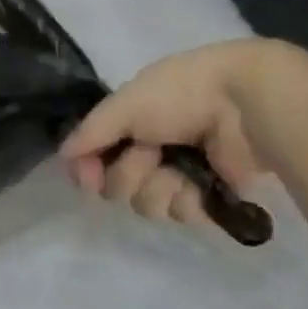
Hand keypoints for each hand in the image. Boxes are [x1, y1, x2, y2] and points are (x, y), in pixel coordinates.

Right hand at [60, 40, 284, 225]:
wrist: (244, 106)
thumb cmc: (181, 95)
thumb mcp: (127, 104)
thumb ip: (92, 131)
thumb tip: (63, 154)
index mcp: (133, 118)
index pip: (96, 152)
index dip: (88, 167)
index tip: (85, 176)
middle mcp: (153, 146)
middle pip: (117, 183)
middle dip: (128, 174)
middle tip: (148, 156)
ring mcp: (181, 171)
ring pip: (146, 203)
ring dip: (157, 188)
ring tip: (177, 170)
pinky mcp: (209, 195)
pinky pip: (179, 213)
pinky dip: (185, 200)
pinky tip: (197, 185)